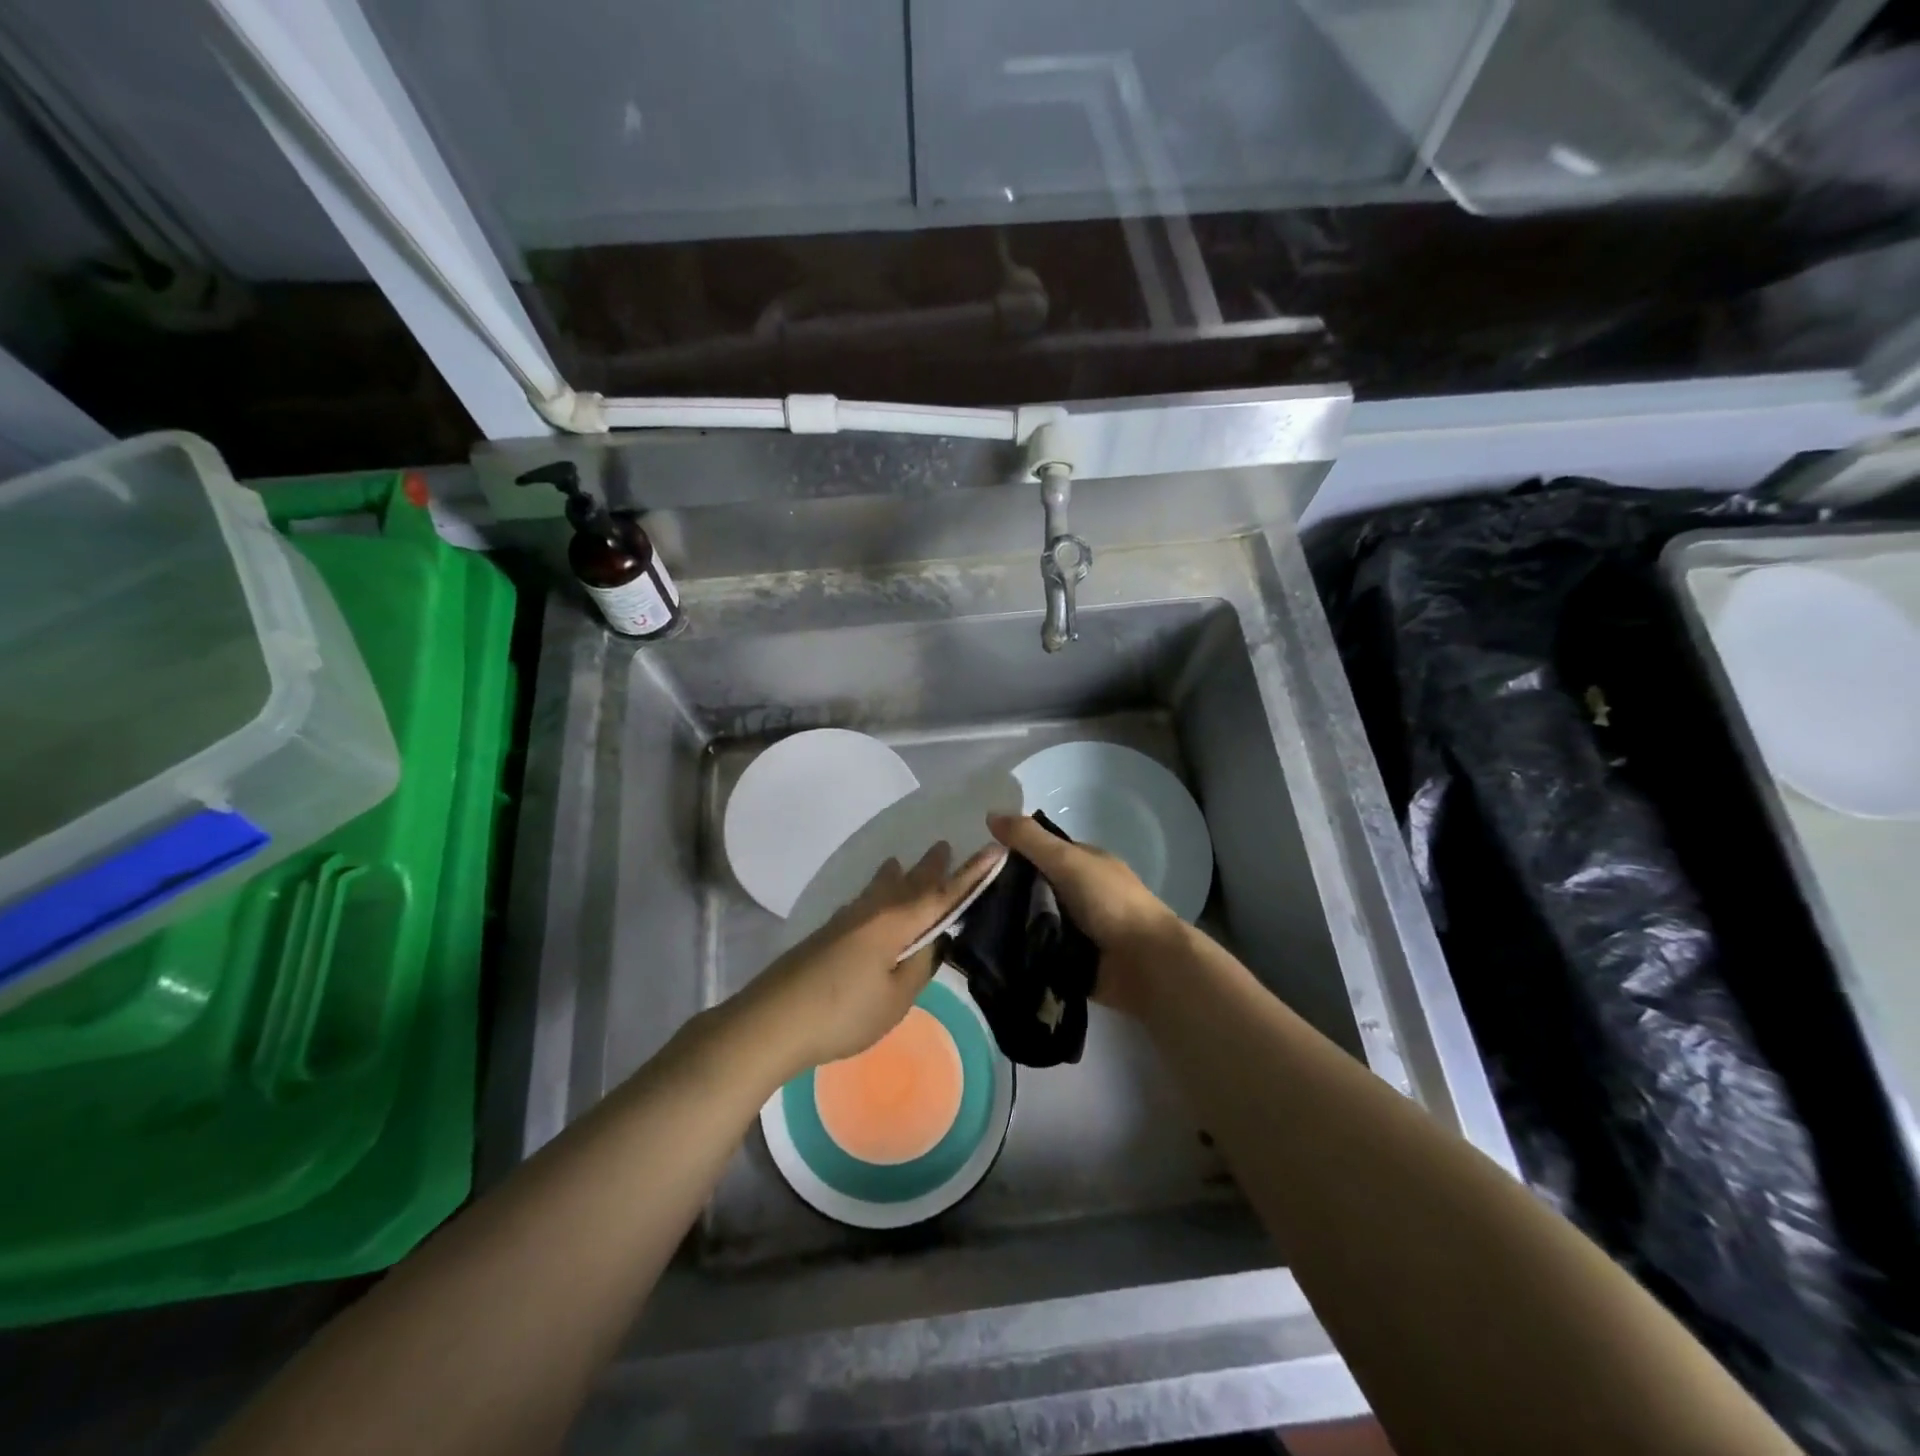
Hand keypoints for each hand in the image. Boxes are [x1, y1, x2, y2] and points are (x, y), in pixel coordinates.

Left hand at [734, 841, 1005, 1080]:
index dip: (971, 874)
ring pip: (880, 889)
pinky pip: (862, 903)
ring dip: (898, 876)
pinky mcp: (827, 934)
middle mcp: (872, 911)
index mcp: (896, 923)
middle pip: (908, 883)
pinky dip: (875, 893)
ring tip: (902, 863)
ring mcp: (845, 920)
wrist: (773, 1020)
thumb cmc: (843, 1012)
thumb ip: (919, 967)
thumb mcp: (895, 999)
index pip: (943, 894)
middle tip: (944, 846)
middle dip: (930, 867)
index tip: (995, 849)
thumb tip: (933, 942)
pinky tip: (868, 901)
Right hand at [986, 811, 1182, 1017]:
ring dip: (1010, 925)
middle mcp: (1080, 894)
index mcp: (1084, 864)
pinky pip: (1038, 952)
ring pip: (1033, 921)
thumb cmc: (1110, 902)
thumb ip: (1030, 839)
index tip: (978, 864)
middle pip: (1033, 888)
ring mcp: (1077, 930)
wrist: (1145, 963)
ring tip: (972, 928)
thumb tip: (990, 814)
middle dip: (1006, 894)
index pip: (1041, 852)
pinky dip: (1021, 952)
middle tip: (968, 899)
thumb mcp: (1067, 860)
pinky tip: (991, 954)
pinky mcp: (1071, 962)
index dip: (1013, 854)